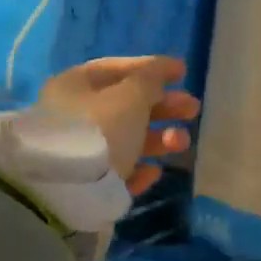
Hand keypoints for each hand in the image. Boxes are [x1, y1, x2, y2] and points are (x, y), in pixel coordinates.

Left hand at [37, 56, 199, 195]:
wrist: (67, 193)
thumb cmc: (100, 130)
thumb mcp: (130, 96)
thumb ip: (150, 80)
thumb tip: (158, 73)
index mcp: (75, 85)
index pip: (117, 68)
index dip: (151, 67)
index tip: (183, 72)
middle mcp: (73, 115)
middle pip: (126, 105)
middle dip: (163, 106)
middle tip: (193, 109)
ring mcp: (79, 151)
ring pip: (126, 139)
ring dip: (159, 138)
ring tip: (181, 143)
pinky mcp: (87, 184)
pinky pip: (118, 170)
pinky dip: (139, 169)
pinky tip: (154, 172)